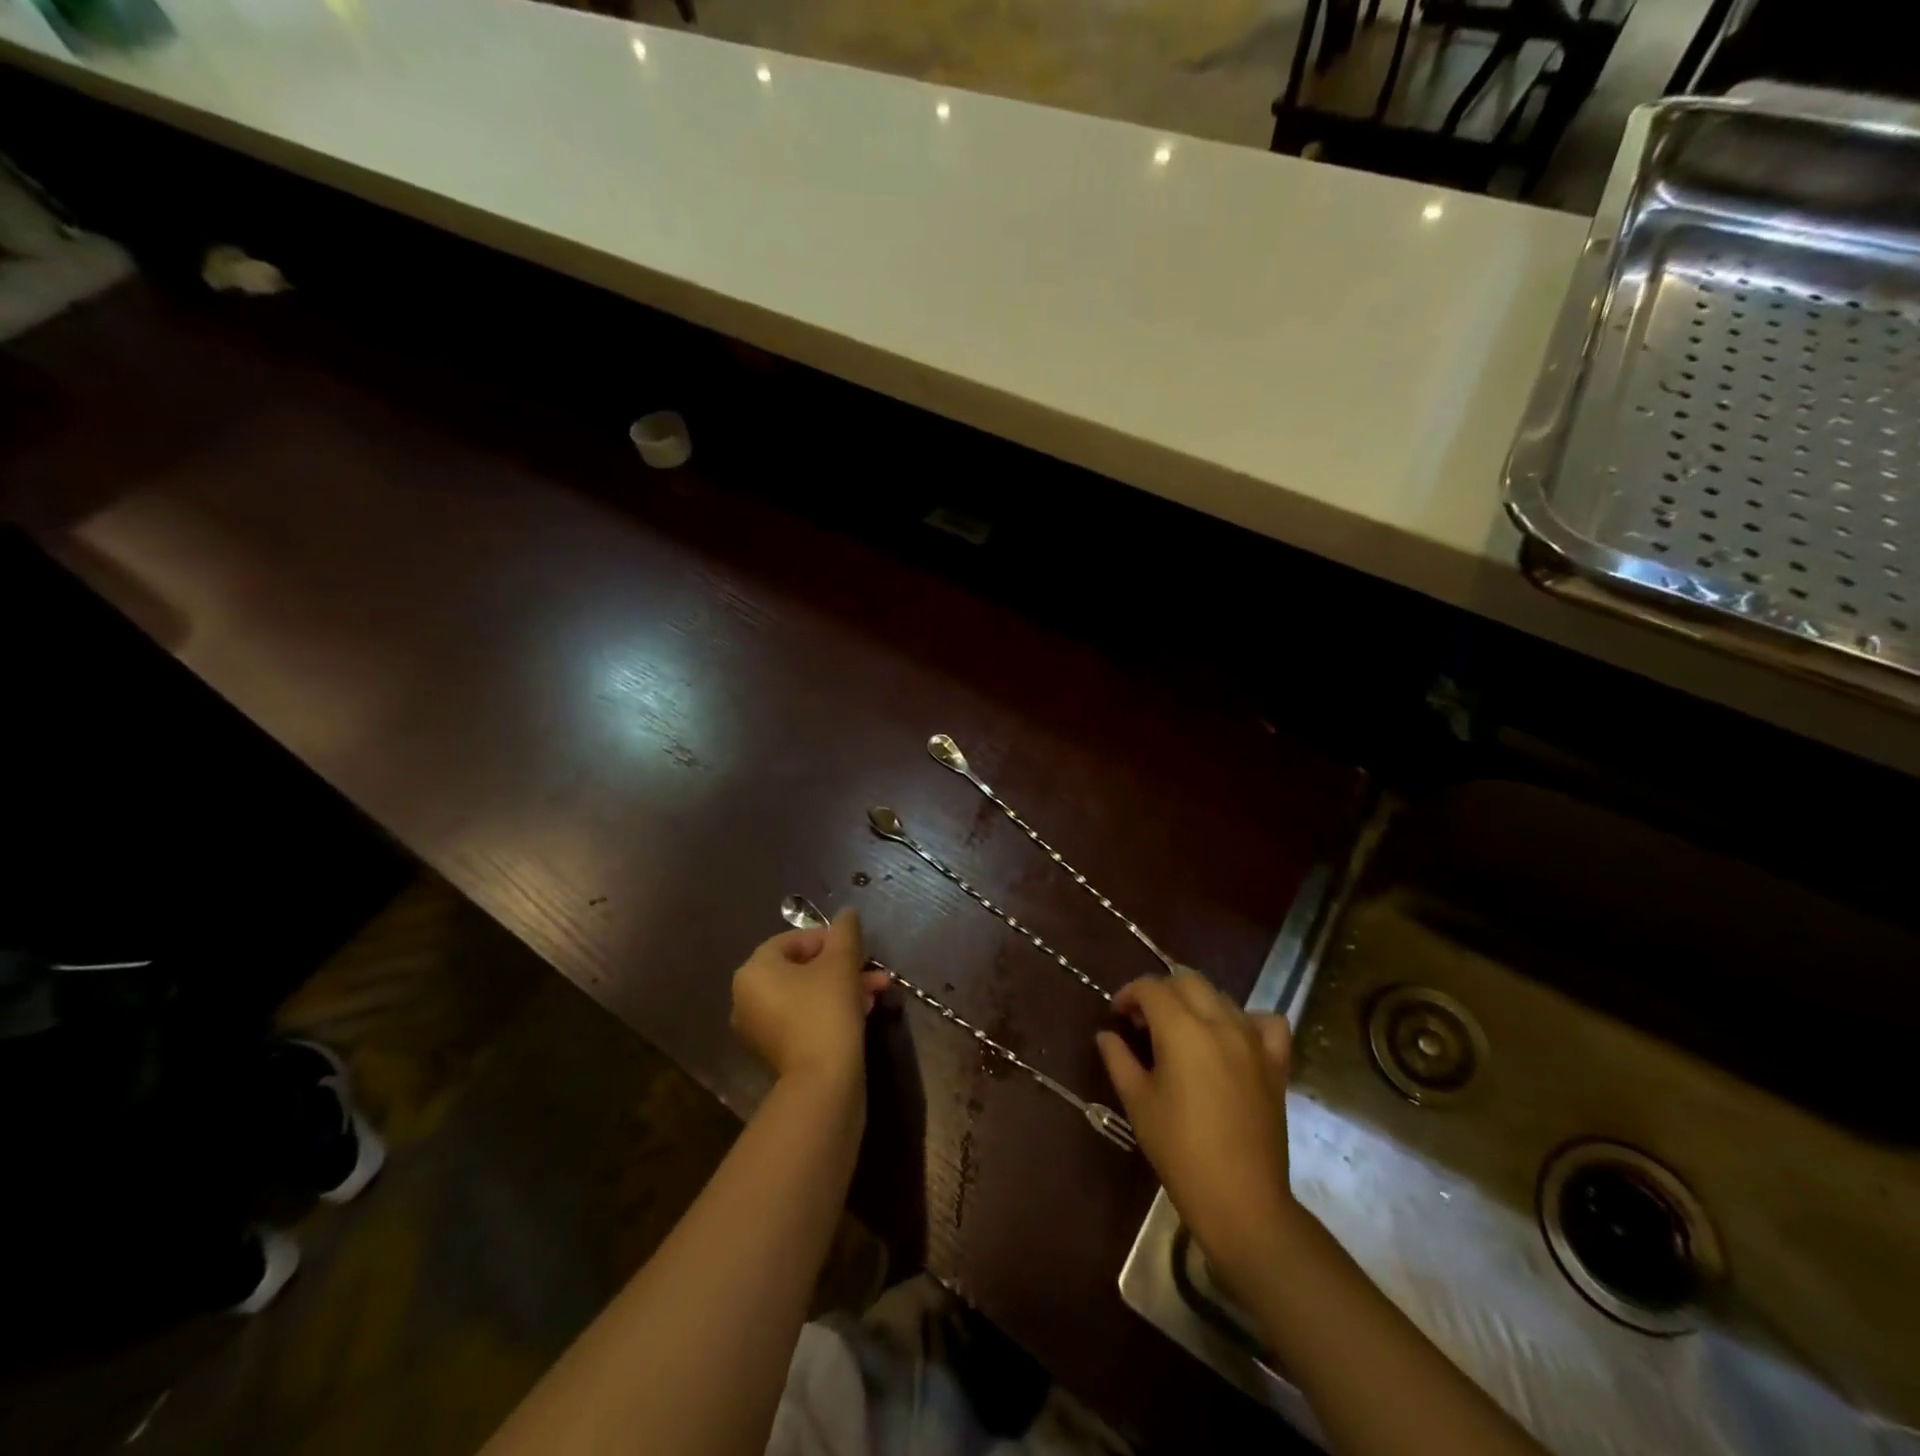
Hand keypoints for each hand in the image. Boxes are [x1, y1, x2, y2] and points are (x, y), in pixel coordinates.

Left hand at [731, 911, 891, 1085]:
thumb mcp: (841, 962)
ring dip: (844, 986)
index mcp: (754, 971)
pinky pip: (805, 1017)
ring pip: (808, 993)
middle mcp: (748, 998)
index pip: (792, 940)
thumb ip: (845, 932)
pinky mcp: (778, 1051)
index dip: (828, 938)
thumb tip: (848, 913)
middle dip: (842, 965)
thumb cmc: (826, 1009)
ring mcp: (761, 1028)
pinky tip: (864, 1010)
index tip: (856, 947)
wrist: (824, 1080)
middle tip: (872, 968)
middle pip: (802, 968)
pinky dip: (831, 1009)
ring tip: (878, 990)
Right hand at [1096, 974, 1302, 1284]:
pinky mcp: (1276, 1063)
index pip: (1151, 988)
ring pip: (1221, 997)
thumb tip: (1106, 1034)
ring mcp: (1253, 1040)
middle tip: (1144, 1022)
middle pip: (1187, 981)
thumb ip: (1119, 1059)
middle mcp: (1220, 1023)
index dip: (1129, 994)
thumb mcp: (1138, 1103)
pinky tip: (1232, 1038)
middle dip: (1161, 992)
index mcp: (1182, 1029)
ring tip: (1181, 1031)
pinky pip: (1266, 1022)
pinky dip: (1247, 1020)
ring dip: (1196, 1002)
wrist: (1241, 1200)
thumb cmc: (1180, 1151)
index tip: (1117, 1016)